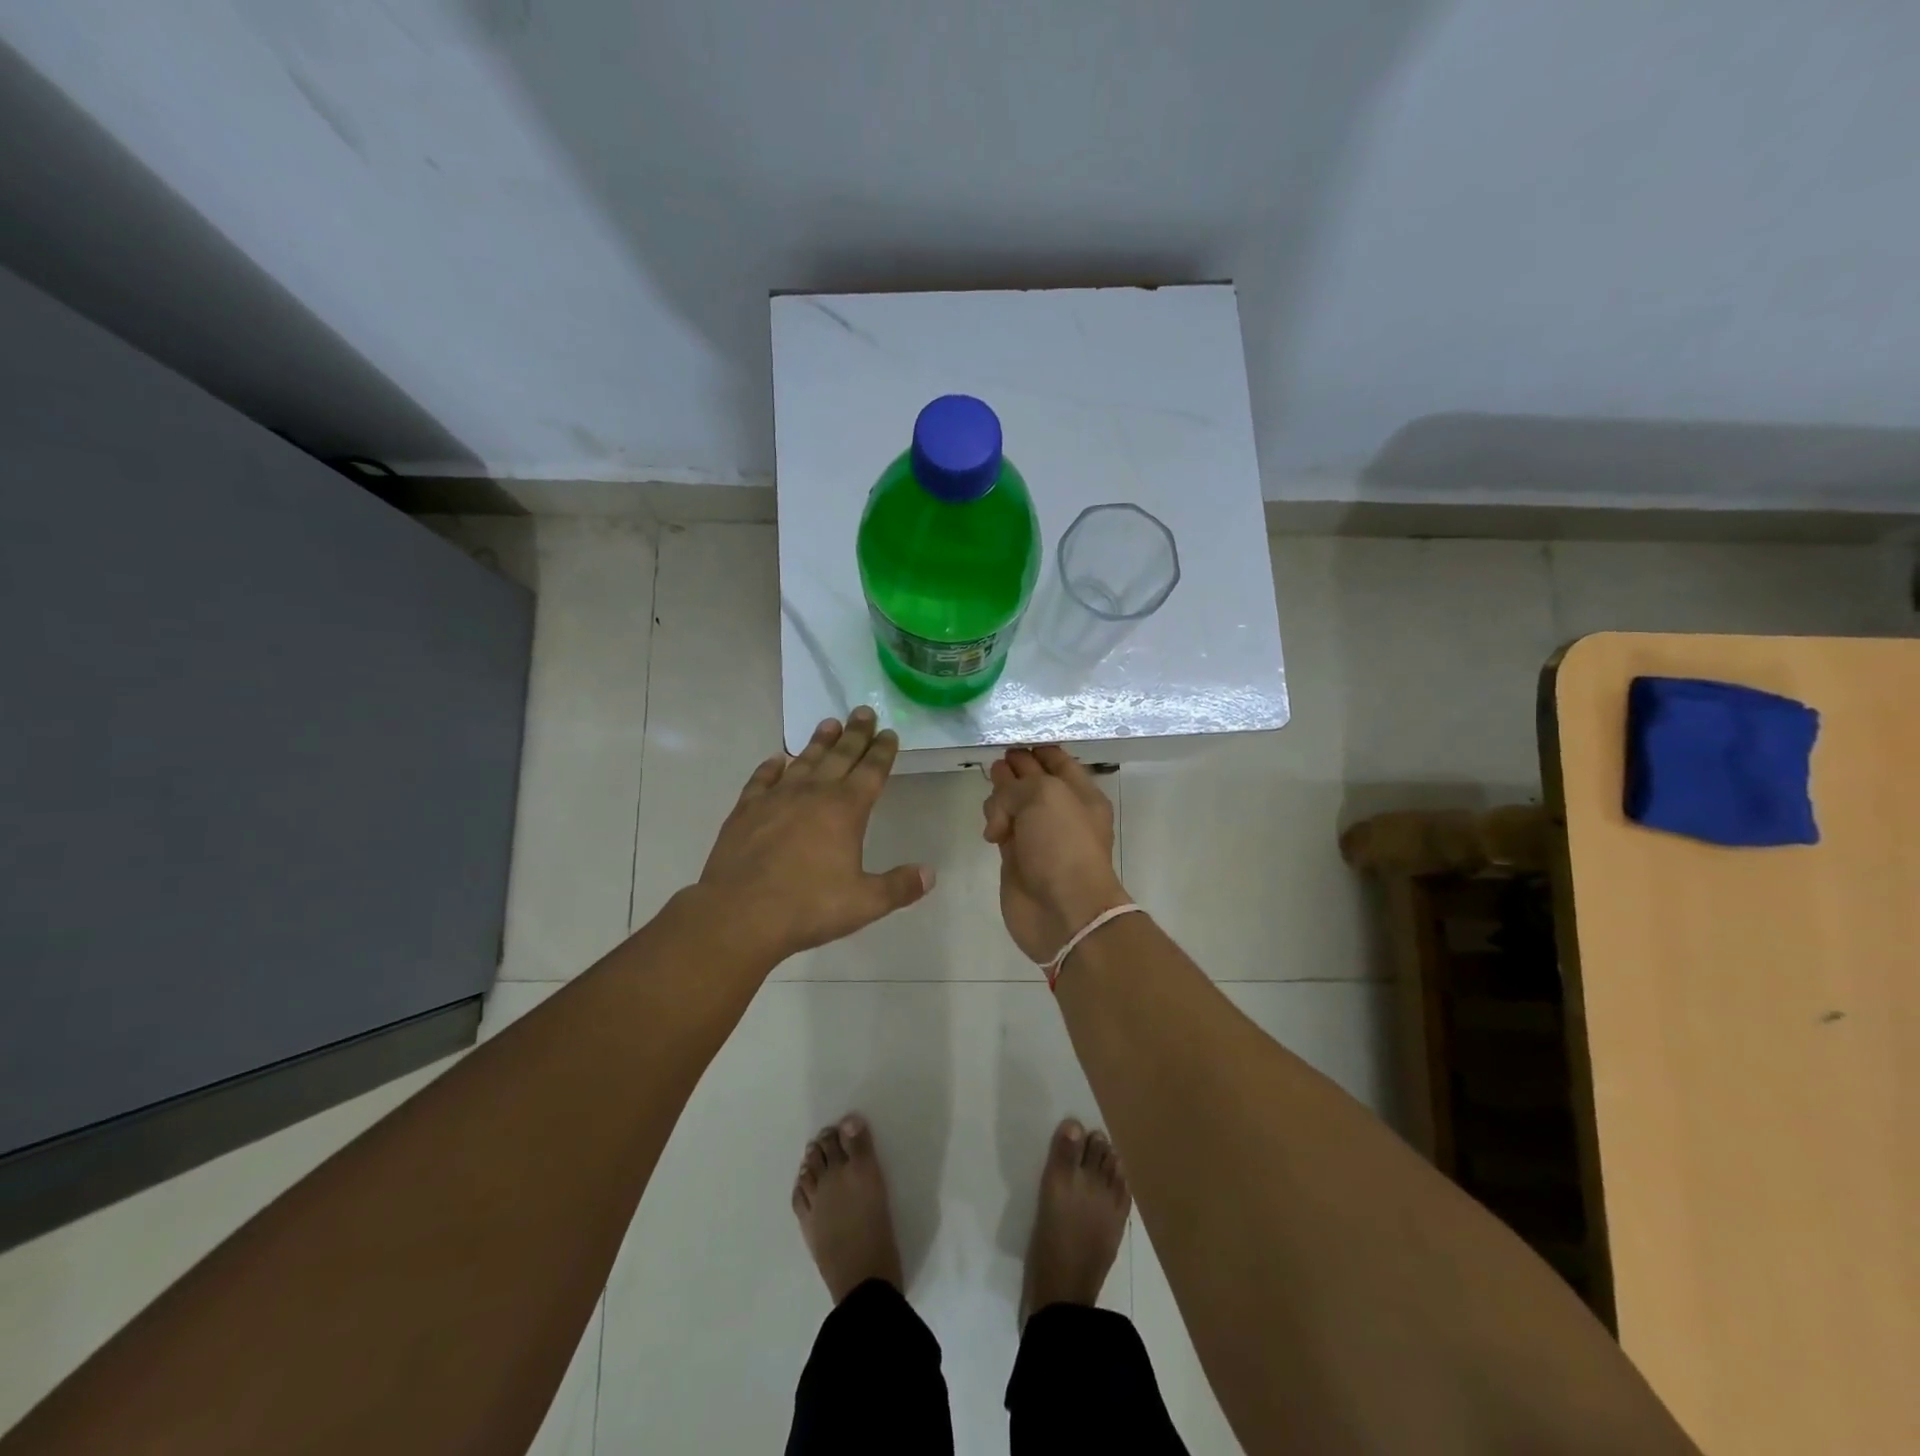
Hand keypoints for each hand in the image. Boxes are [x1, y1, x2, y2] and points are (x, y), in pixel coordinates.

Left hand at [699, 708, 932, 961]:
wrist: (740, 914)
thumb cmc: (808, 906)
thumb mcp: (864, 903)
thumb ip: (899, 887)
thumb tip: (929, 874)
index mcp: (846, 810)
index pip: (871, 771)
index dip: (882, 751)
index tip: (889, 732)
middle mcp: (813, 794)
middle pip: (840, 756)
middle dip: (855, 734)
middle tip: (863, 711)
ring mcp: (776, 799)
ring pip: (803, 761)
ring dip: (818, 742)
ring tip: (828, 723)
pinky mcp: (746, 811)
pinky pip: (761, 780)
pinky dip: (770, 768)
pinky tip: (775, 760)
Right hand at [982, 746, 1130, 963]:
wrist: (1064, 911)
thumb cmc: (1063, 846)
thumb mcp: (1045, 796)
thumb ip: (1017, 785)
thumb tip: (1000, 807)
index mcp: (1080, 794)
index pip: (1057, 761)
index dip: (1037, 749)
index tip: (1012, 738)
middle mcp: (1060, 812)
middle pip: (1033, 781)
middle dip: (1015, 769)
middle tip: (997, 761)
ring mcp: (1038, 837)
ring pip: (1014, 805)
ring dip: (1001, 798)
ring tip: (993, 800)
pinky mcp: (1016, 859)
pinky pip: (1002, 829)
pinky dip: (994, 823)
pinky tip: (990, 829)